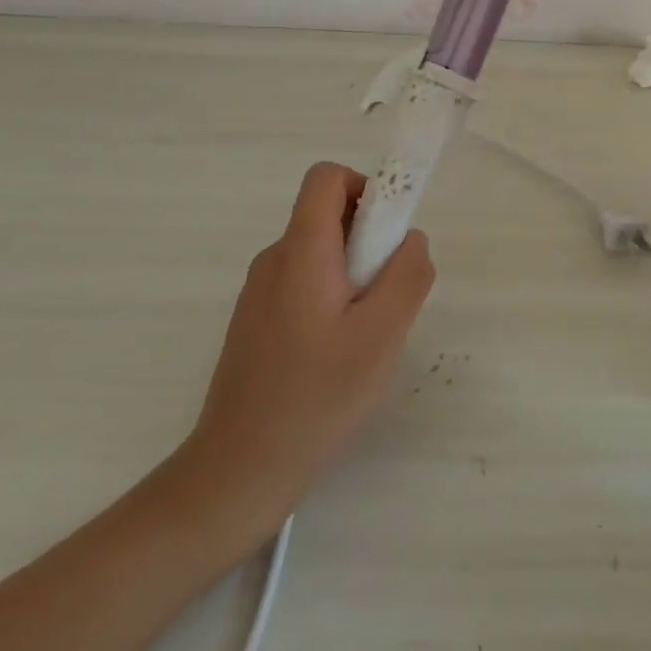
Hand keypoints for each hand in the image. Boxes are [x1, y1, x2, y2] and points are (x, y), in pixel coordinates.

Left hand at [166, 162, 434, 559]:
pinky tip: (337, 357)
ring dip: (355, 275)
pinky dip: (333, 299)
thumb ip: (407, 275)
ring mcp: (260, 293)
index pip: (326, 178)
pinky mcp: (257, 323)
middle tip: (387, 299)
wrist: (238, 473)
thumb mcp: (382, 335)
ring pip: (321, 255)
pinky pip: (305, 285)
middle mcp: (274, 260)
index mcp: (301, 251)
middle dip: (370, 241)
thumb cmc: (316, 398)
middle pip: (328, 216)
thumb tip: (412, 239)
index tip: (390, 234)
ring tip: (365, 336)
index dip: (366, 187)